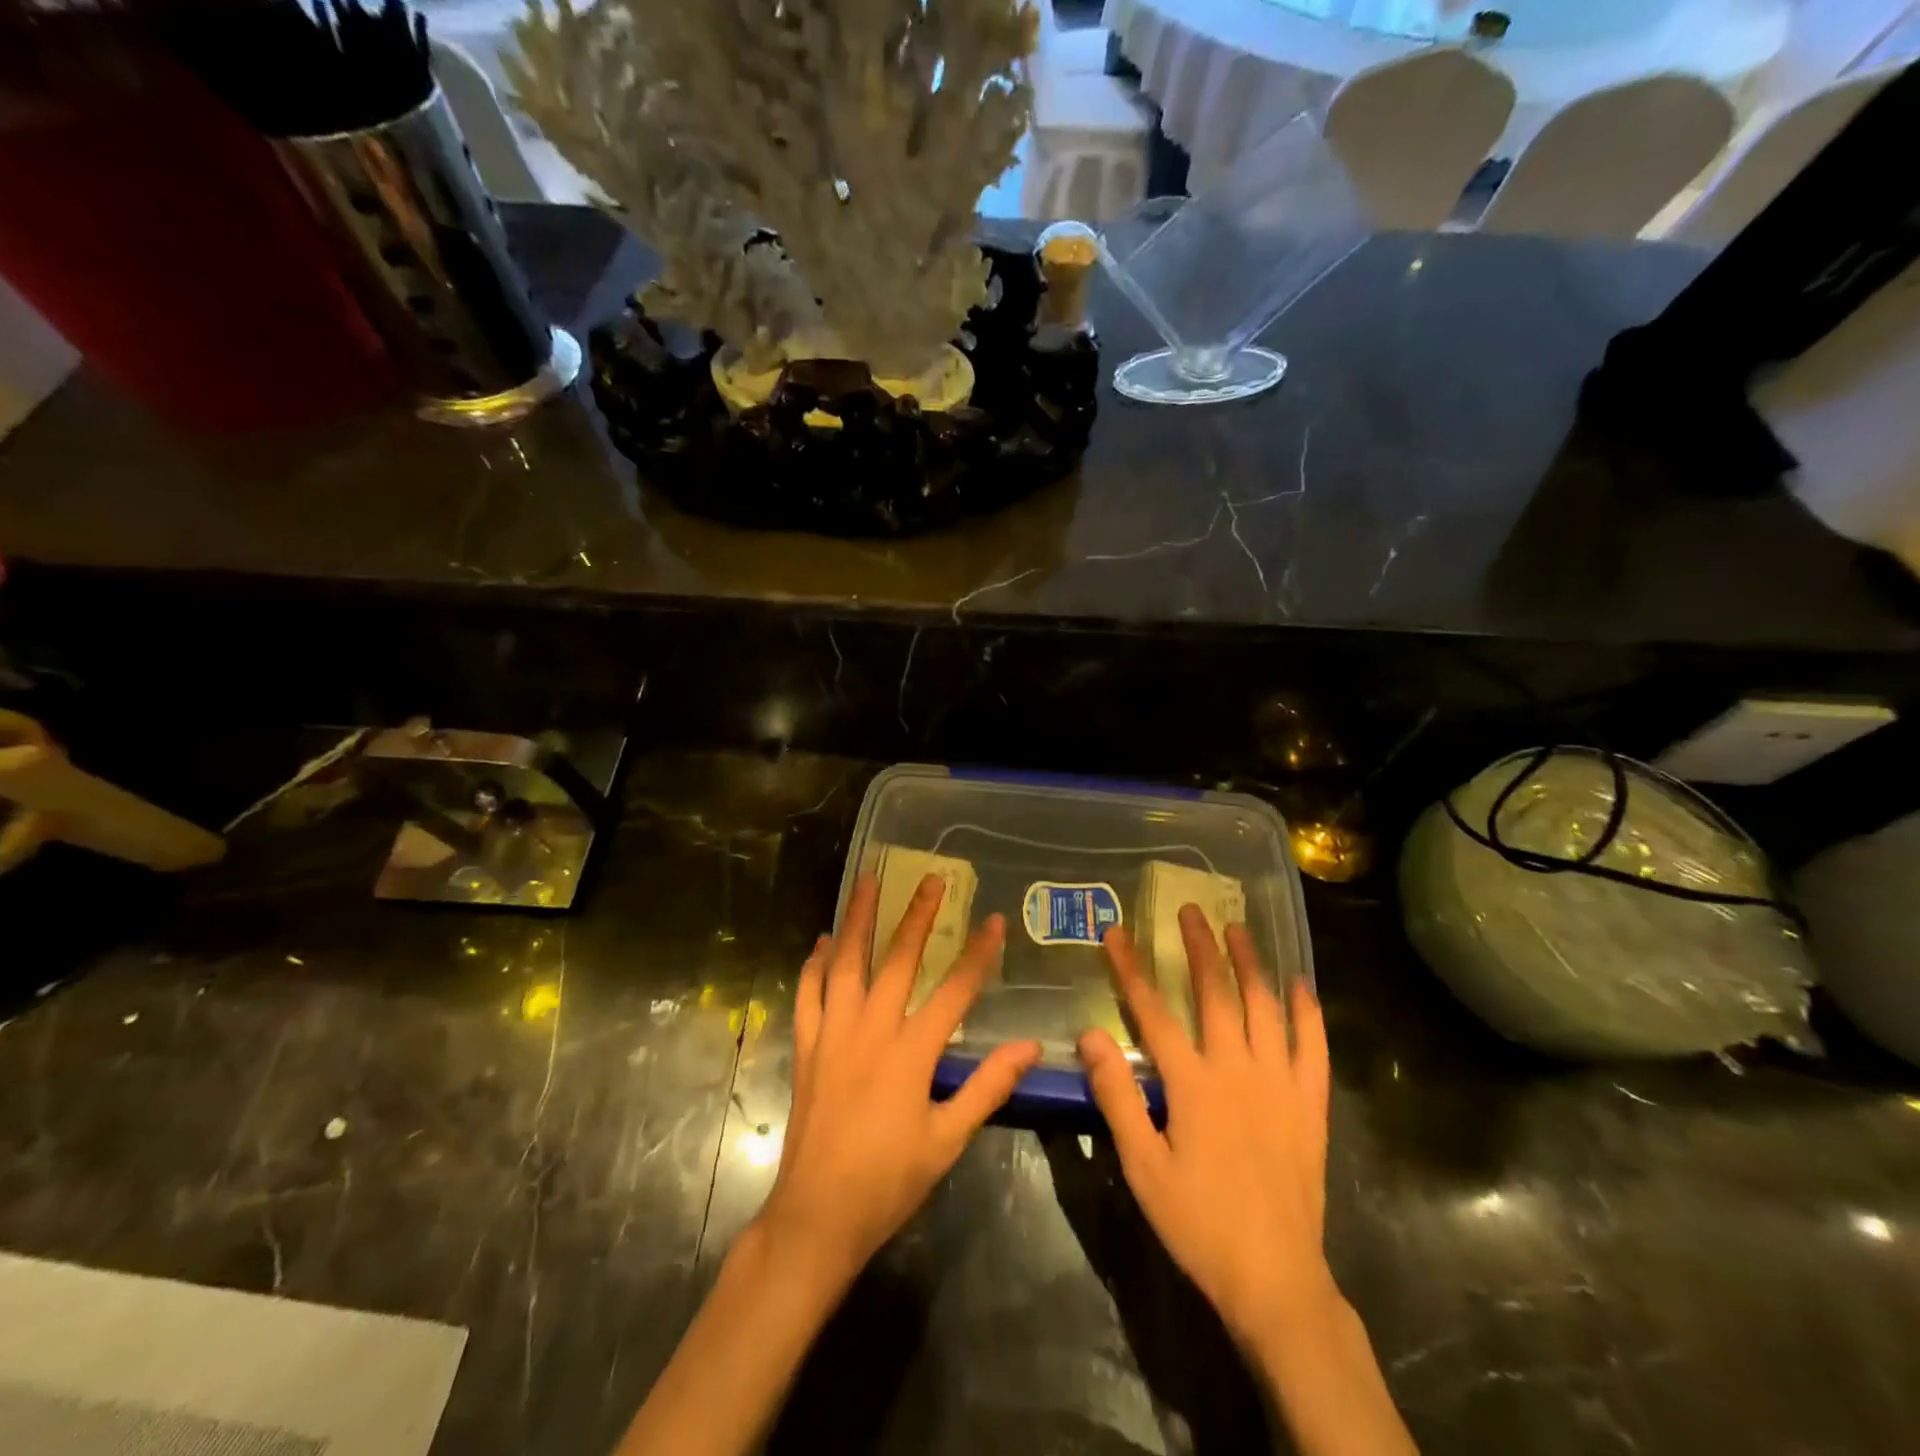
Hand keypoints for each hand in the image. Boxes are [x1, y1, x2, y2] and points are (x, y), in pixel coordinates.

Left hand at [757, 871, 1042, 1288]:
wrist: (817, 1216)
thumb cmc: (889, 1181)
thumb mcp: (948, 1140)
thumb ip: (988, 1088)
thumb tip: (1030, 1047)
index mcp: (911, 1052)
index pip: (954, 990)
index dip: (978, 953)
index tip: (995, 919)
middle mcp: (871, 1029)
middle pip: (897, 960)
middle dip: (916, 916)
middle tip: (929, 878)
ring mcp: (833, 1034)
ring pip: (845, 963)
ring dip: (857, 919)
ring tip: (866, 880)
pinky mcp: (808, 1047)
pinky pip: (808, 993)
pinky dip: (814, 963)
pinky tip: (822, 942)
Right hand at [1077, 908, 1334, 1353]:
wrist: (1275, 1279)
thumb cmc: (1199, 1222)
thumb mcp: (1143, 1166)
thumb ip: (1117, 1096)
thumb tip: (1089, 1035)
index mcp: (1193, 1084)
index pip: (1154, 1011)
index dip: (1132, 968)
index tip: (1117, 933)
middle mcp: (1238, 1070)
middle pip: (1216, 994)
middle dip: (1200, 948)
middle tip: (1191, 910)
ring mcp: (1280, 1084)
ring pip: (1264, 1008)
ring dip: (1250, 964)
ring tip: (1239, 929)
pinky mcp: (1309, 1104)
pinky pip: (1312, 1048)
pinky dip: (1307, 1012)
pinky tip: (1301, 985)